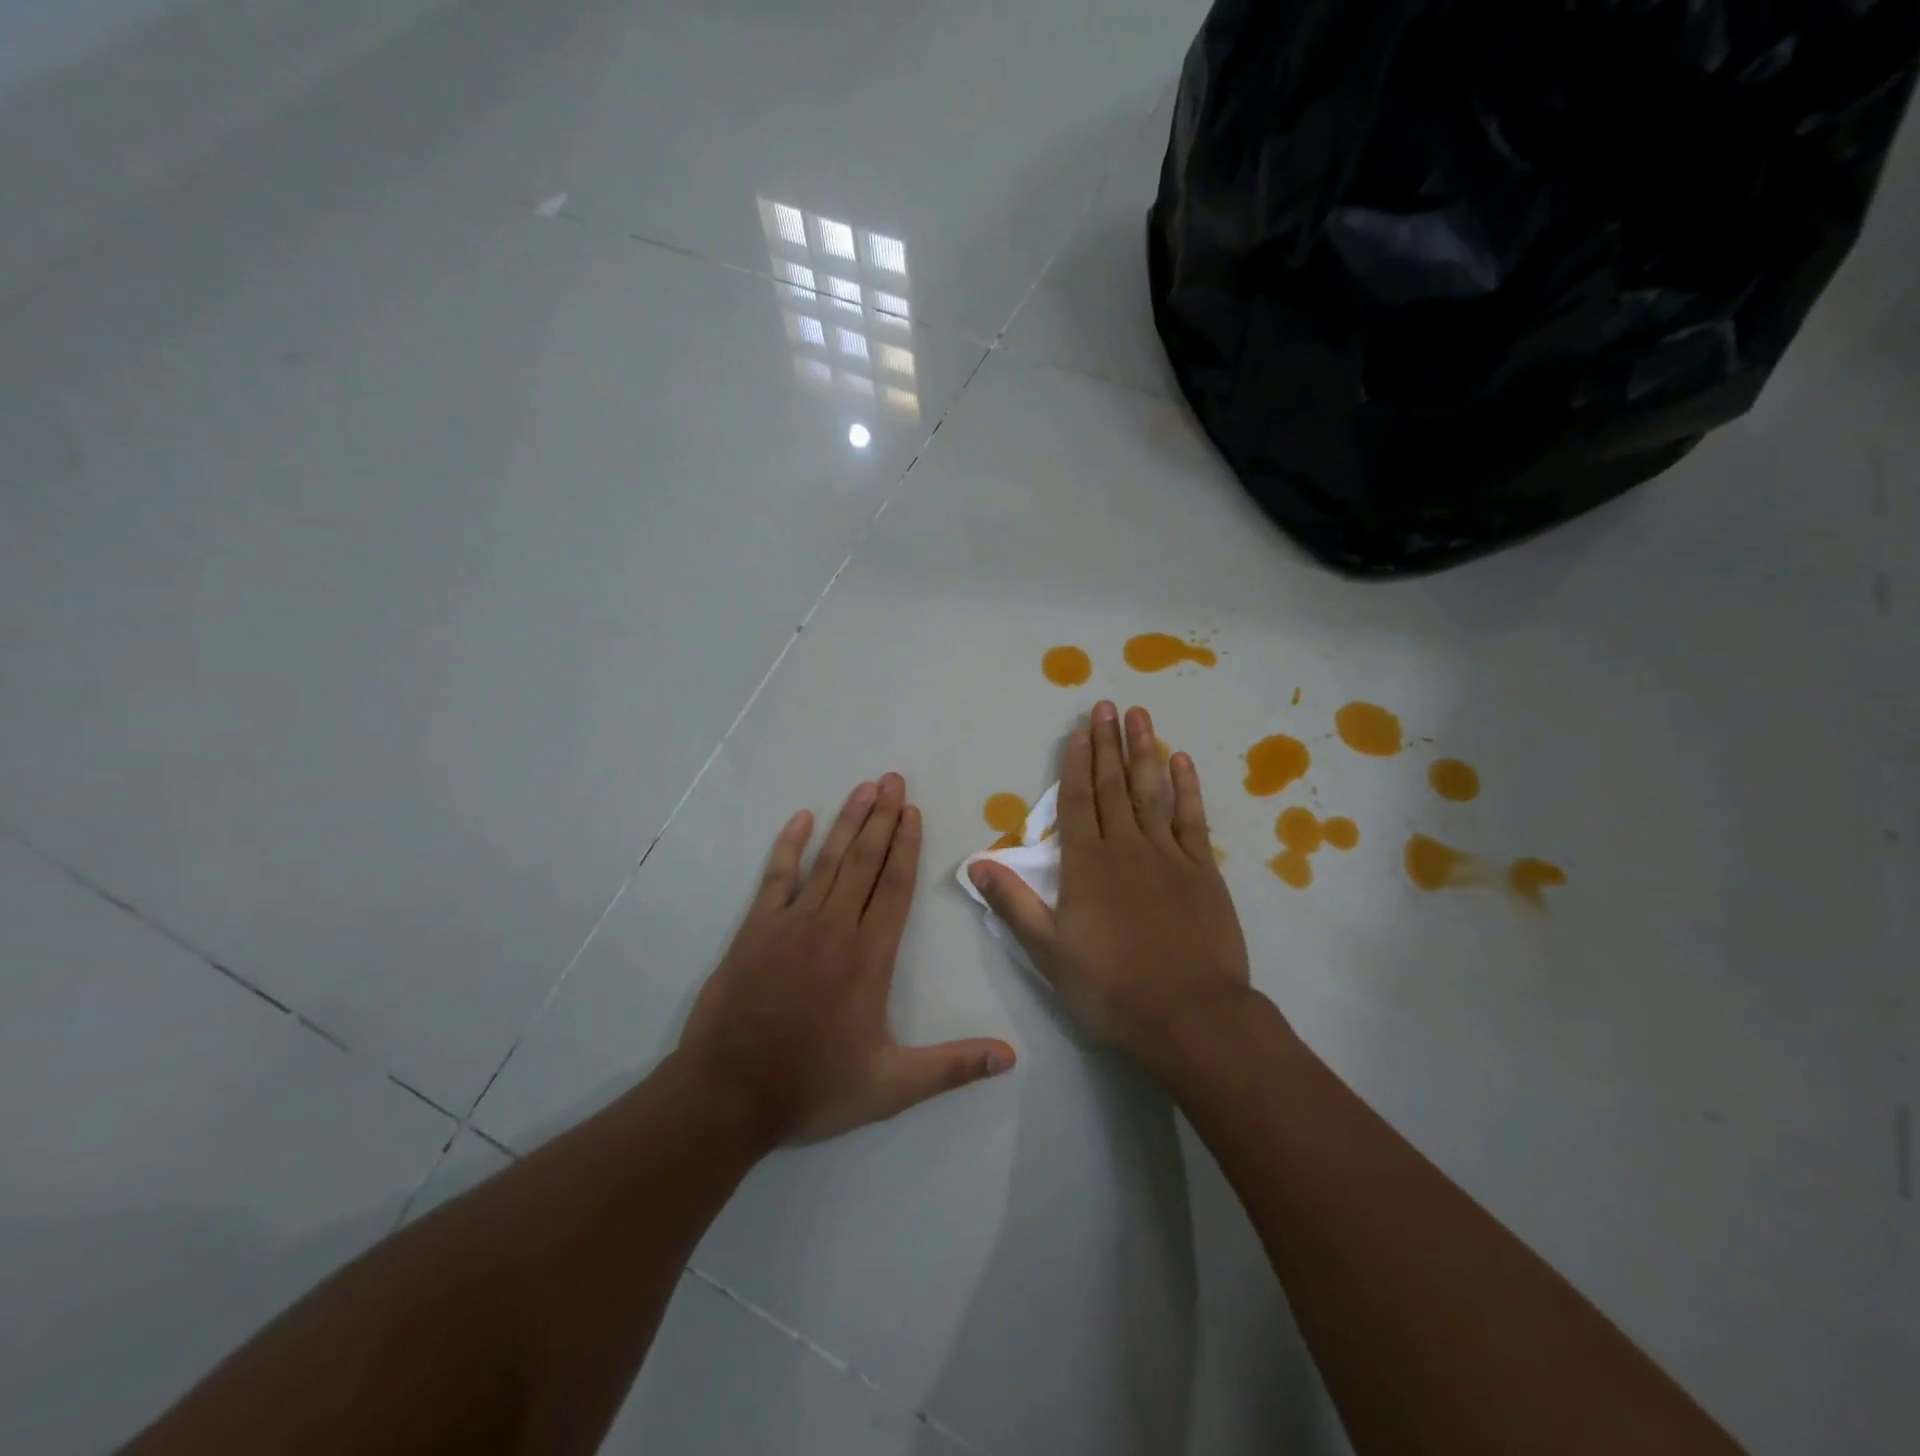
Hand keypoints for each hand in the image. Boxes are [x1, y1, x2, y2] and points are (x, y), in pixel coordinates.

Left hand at [678, 773, 1016, 1145]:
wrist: (729, 1093)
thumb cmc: (813, 1087)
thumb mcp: (891, 1088)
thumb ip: (951, 1067)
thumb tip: (1010, 1058)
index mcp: (870, 956)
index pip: (896, 887)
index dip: (907, 846)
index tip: (914, 811)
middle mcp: (835, 927)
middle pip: (865, 861)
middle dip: (883, 818)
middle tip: (893, 780)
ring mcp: (792, 923)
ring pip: (828, 860)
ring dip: (848, 822)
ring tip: (864, 788)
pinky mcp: (755, 928)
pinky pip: (777, 876)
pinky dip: (789, 845)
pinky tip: (800, 818)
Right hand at [968, 702, 1253, 1075]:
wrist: (1191, 1016)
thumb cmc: (1111, 987)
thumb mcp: (1048, 952)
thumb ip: (1013, 903)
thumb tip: (975, 863)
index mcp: (1086, 865)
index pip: (1077, 802)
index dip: (1075, 764)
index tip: (1078, 731)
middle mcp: (1126, 848)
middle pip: (1113, 786)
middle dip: (1107, 744)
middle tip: (1106, 706)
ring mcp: (1169, 856)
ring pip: (1151, 792)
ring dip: (1144, 752)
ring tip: (1140, 716)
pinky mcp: (1203, 871)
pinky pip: (1192, 818)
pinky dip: (1186, 787)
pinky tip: (1181, 761)